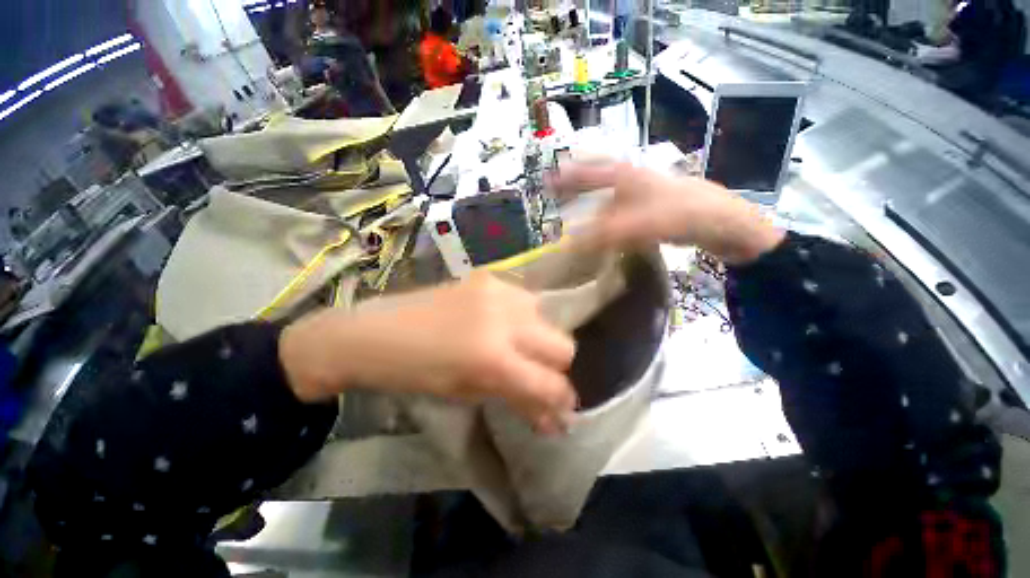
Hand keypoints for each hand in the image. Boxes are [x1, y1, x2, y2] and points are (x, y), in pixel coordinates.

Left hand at [280, 272, 576, 433]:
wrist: (374, 332)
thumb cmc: (415, 374)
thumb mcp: (468, 393)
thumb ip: (515, 400)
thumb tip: (552, 419)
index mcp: (493, 358)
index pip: (550, 383)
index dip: (562, 401)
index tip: (562, 410)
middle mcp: (505, 319)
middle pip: (563, 344)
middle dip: (557, 367)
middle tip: (538, 375)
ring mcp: (498, 291)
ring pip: (547, 316)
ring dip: (540, 337)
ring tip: (519, 346)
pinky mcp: (489, 277)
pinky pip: (525, 298)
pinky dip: (523, 316)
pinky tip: (503, 322)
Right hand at [549, 162, 784, 264]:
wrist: (723, 223)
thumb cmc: (682, 213)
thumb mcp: (640, 224)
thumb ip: (603, 233)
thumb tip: (569, 243)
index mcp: (625, 175)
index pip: (588, 172)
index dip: (566, 176)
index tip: (546, 181)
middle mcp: (630, 181)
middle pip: (595, 181)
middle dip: (574, 189)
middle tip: (556, 199)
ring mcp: (640, 195)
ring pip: (606, 198)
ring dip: (588, 207)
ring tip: (572, 219)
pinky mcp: (648, 211)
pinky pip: (618, 213)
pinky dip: (604, 221)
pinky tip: (600, 232)